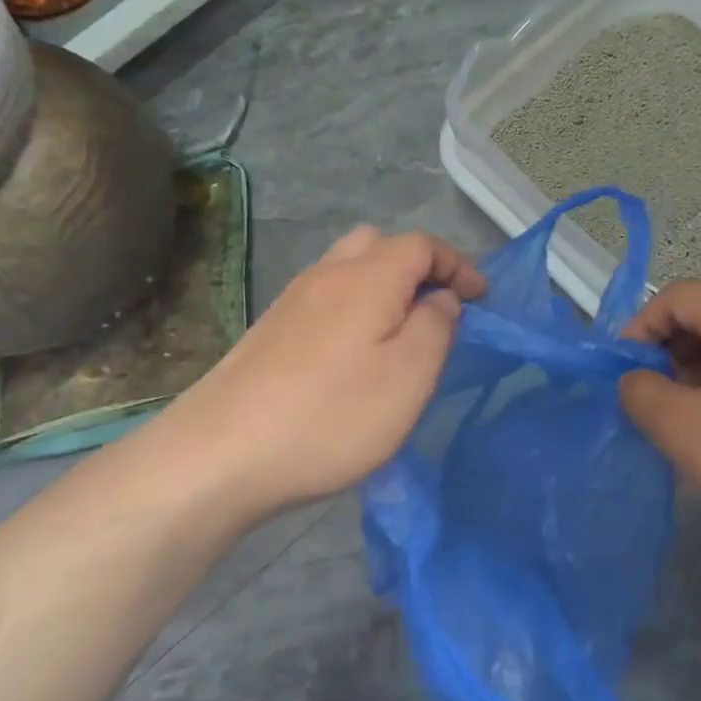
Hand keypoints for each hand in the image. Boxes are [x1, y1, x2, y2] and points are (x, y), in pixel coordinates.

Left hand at [130, 227, 484, 527]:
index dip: (458, 265)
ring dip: (384, 288)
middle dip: (418, 268)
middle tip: (438, 310)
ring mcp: (291, 301)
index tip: (481, 300)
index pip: (422, 245)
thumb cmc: (330, 415)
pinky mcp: (269, 331)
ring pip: (348, 269)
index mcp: (367, 277)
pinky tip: (352, 355)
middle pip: (380, 245)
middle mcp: (326, 275)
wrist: (219, 455)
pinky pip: (325, 298)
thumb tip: (440, 299)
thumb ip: (436, 326)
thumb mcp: (409, 375)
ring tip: (400, 333)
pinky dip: (354, 308)